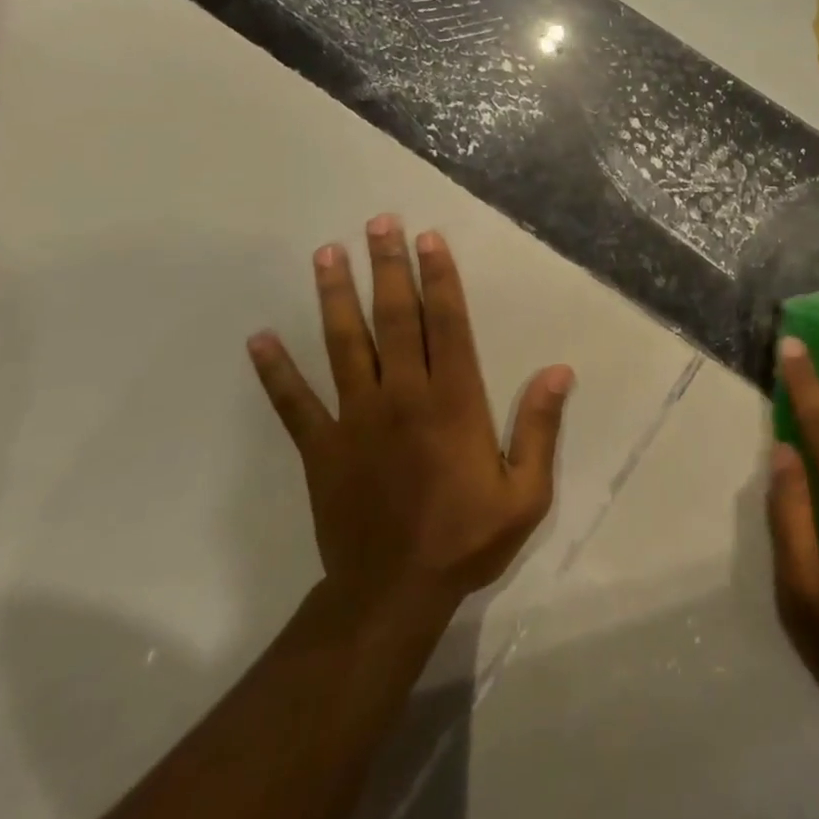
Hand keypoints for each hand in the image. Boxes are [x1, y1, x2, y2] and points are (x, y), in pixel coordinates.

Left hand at [246, 214, 573, 616]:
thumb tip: (559, 371)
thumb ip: (540, 429)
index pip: (447, 325)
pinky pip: (294, 403)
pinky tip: (258, 340)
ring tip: (327, 254)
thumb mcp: (525, 494)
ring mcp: (355, 420)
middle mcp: (403, 397)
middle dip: (388, 268)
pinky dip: (276, 371)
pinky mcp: (321, 448)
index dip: (440, 279)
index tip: (429, 239)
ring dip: (335, 298)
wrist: (393, 594)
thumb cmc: (467, 539)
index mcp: (453, 403)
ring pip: (344, 345)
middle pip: (395, 320)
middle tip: (379, 224)